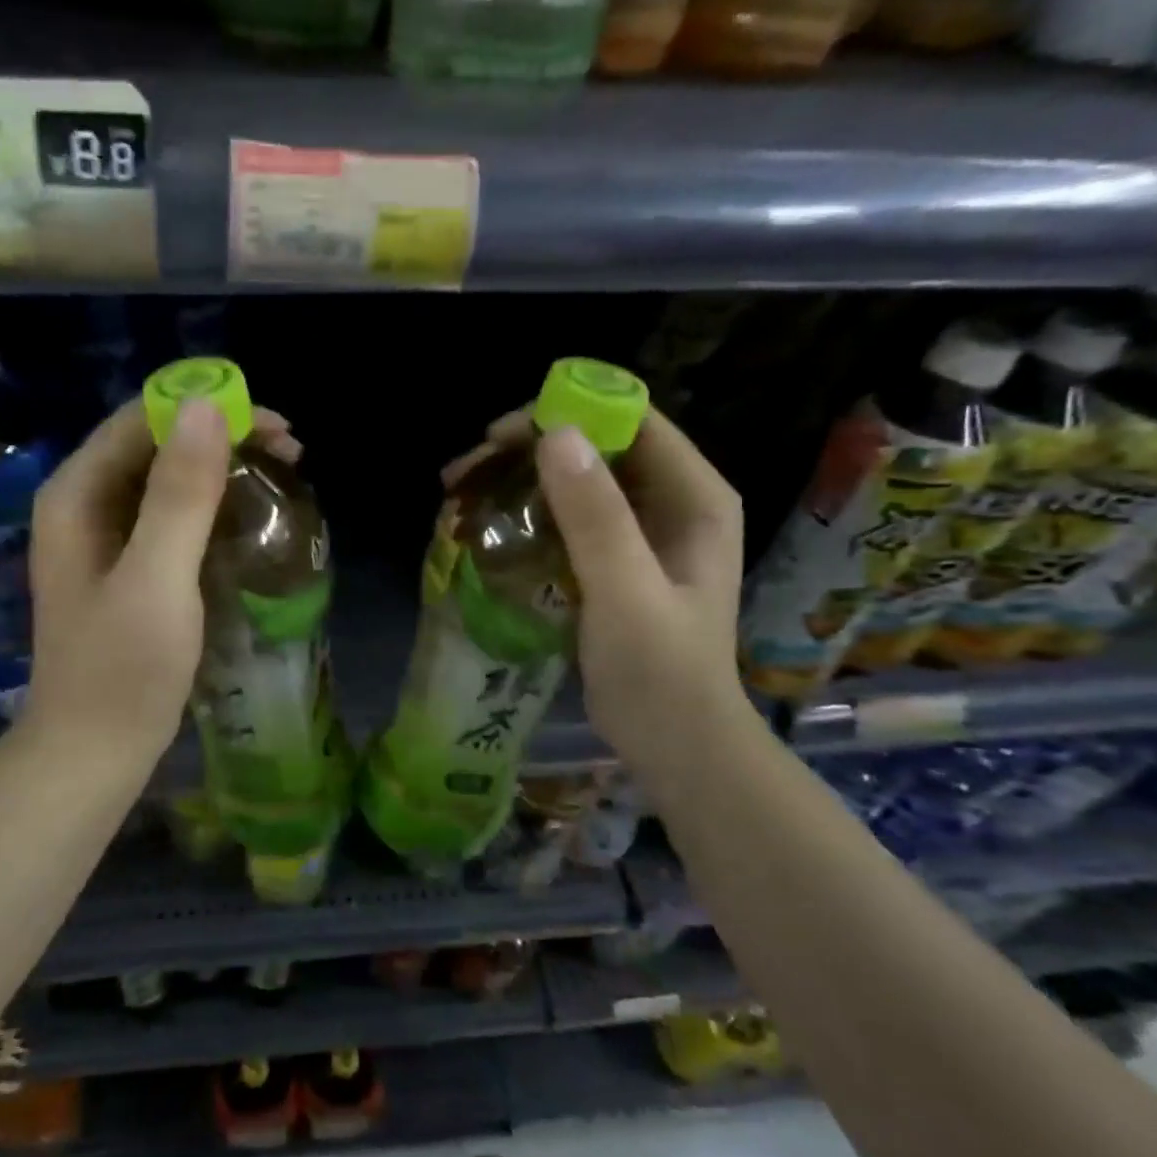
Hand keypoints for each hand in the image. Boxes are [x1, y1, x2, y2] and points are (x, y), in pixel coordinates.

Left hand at [22, 396, 299, 775]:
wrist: (93, 751)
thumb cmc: (123, 670)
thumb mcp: (157, 579)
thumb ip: (180, 493)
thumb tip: (205, 405)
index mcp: (77, 494)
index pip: (143, 419)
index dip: (209, 409)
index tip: (274, 429)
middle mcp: (85, 504)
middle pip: (156, 443)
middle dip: (223, 438)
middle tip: (291, 455)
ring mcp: (105, 538)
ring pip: (168, 478)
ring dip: (224, 470)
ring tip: (282, 479)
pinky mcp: (128, 567)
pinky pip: (173, 515)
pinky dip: (214, 507)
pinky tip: (250, 518)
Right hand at [448, 408, 753, 775]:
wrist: (675, 743)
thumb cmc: (659, 671)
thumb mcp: (625, 591)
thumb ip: (595, 516)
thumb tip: (555, 435)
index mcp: (693, 496)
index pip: (630, 421)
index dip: (566, 413)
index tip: (500, 436)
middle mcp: (671, 501)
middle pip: (596, 447)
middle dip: (528, 450)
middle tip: (465, 471)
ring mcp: (643, 532)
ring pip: (576, 481)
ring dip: (520, 482)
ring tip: (462, 495)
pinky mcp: (616, 560)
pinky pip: (569, 518)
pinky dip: (528, 515)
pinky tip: (490, 528)